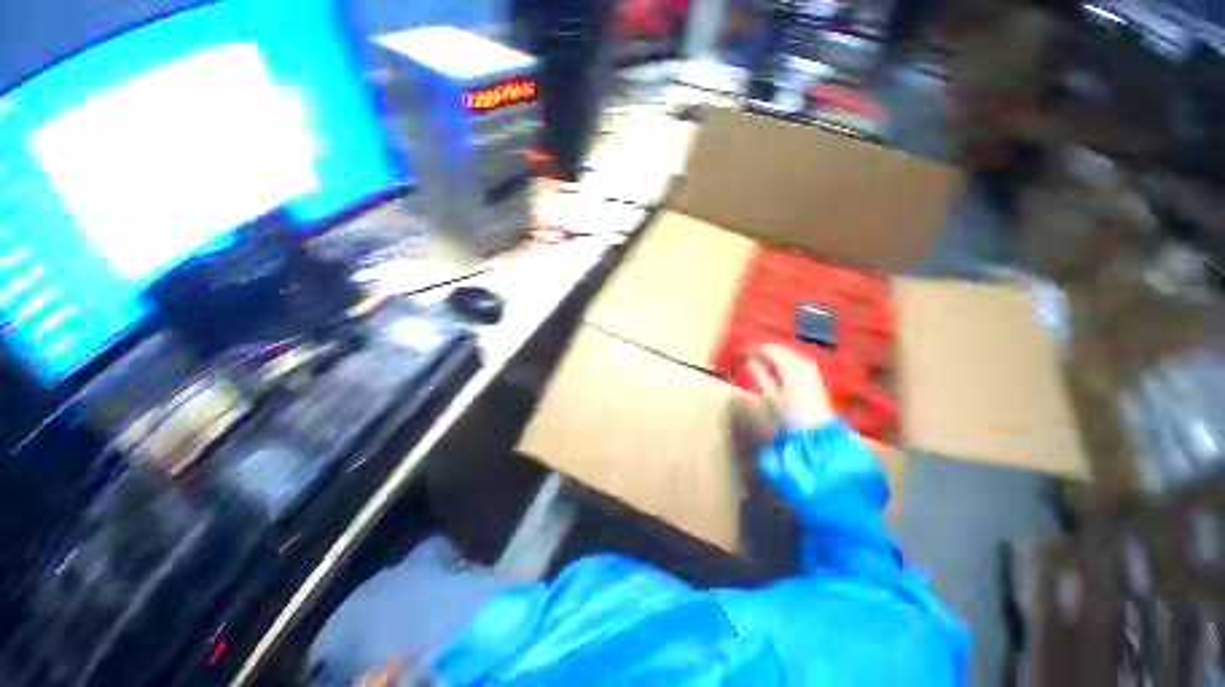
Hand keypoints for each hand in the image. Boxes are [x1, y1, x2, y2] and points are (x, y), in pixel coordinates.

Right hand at [744, 344, 833, 431]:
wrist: (816, 429)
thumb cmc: (790, 415)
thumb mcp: (770, 396)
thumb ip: (759, 375)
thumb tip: (748, 361)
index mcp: (790, 366)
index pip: (768, 349)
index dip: (753, 349)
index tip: (741, 352)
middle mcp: (802, 362)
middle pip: (778, 348)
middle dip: (762, 350)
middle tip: (747, 355)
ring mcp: (809, 366)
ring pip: (786, 352)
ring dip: (772, 353)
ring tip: (757, 359)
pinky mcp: (813, 372)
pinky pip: (794, 358)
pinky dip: (782, 358)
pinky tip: (773, 364)